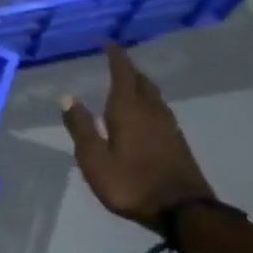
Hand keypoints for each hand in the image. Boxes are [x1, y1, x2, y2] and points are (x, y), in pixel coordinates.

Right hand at [61, 42, 213, 228]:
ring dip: (140, 85)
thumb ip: (81, 128)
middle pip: (141, 82)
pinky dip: (148, 102)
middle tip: (116, 62)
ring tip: (127, 84)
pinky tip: (143, 113)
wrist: (183, 210)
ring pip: (153, 96)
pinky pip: (159, 110)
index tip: (109, 43)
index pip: (122, 75)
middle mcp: (151, 112)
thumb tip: (68, 97)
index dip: (116, 57)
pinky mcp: (176, 141)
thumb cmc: (131, 184)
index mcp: (129, 111)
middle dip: (128, 70)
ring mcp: (168, 127)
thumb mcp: (95, 160)